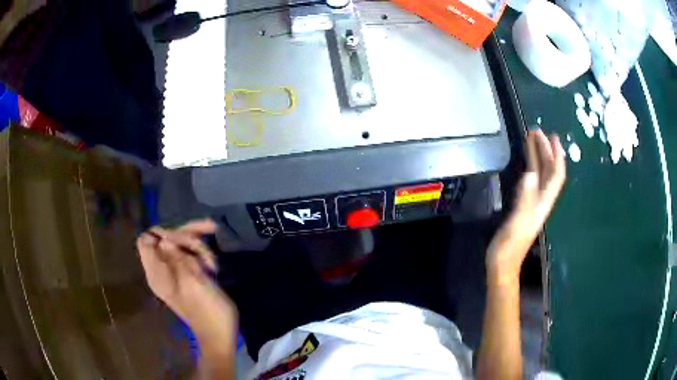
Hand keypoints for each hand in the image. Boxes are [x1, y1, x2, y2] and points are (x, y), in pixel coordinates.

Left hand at [136, 220, 236, 335]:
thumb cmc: (208, 312)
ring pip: (181, 245)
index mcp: (157, 273)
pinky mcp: (187, 275)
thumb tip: (165, 239)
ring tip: (214, 264)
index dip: (162, 232)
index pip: (146, 241)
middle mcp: (162, 269)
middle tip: (211, 231)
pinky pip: (190, 255)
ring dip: (199, 247)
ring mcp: (175, 272)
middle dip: (187, 235)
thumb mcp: (193, 284)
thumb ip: (177, 259)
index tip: (183, 236)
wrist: (220, 336)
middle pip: (166, 238)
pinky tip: (214, 266)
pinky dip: (202, 255)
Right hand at [486, 129, 565, 282]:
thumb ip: (525, 199)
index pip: (556, 175)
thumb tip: (529, 173)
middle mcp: (540, 200)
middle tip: (537, 132)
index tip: (552, 137)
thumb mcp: (518, 222)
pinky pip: (530, 182)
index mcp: (542, 203)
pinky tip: (525, 163)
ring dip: (538, 157)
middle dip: (546, 151)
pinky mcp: (522, 206)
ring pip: (539, 176)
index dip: (556, 156)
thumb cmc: (510, 246)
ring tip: (532, 140)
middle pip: (548, 172)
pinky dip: (529, 167)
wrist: (502, 264)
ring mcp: (531, 203)